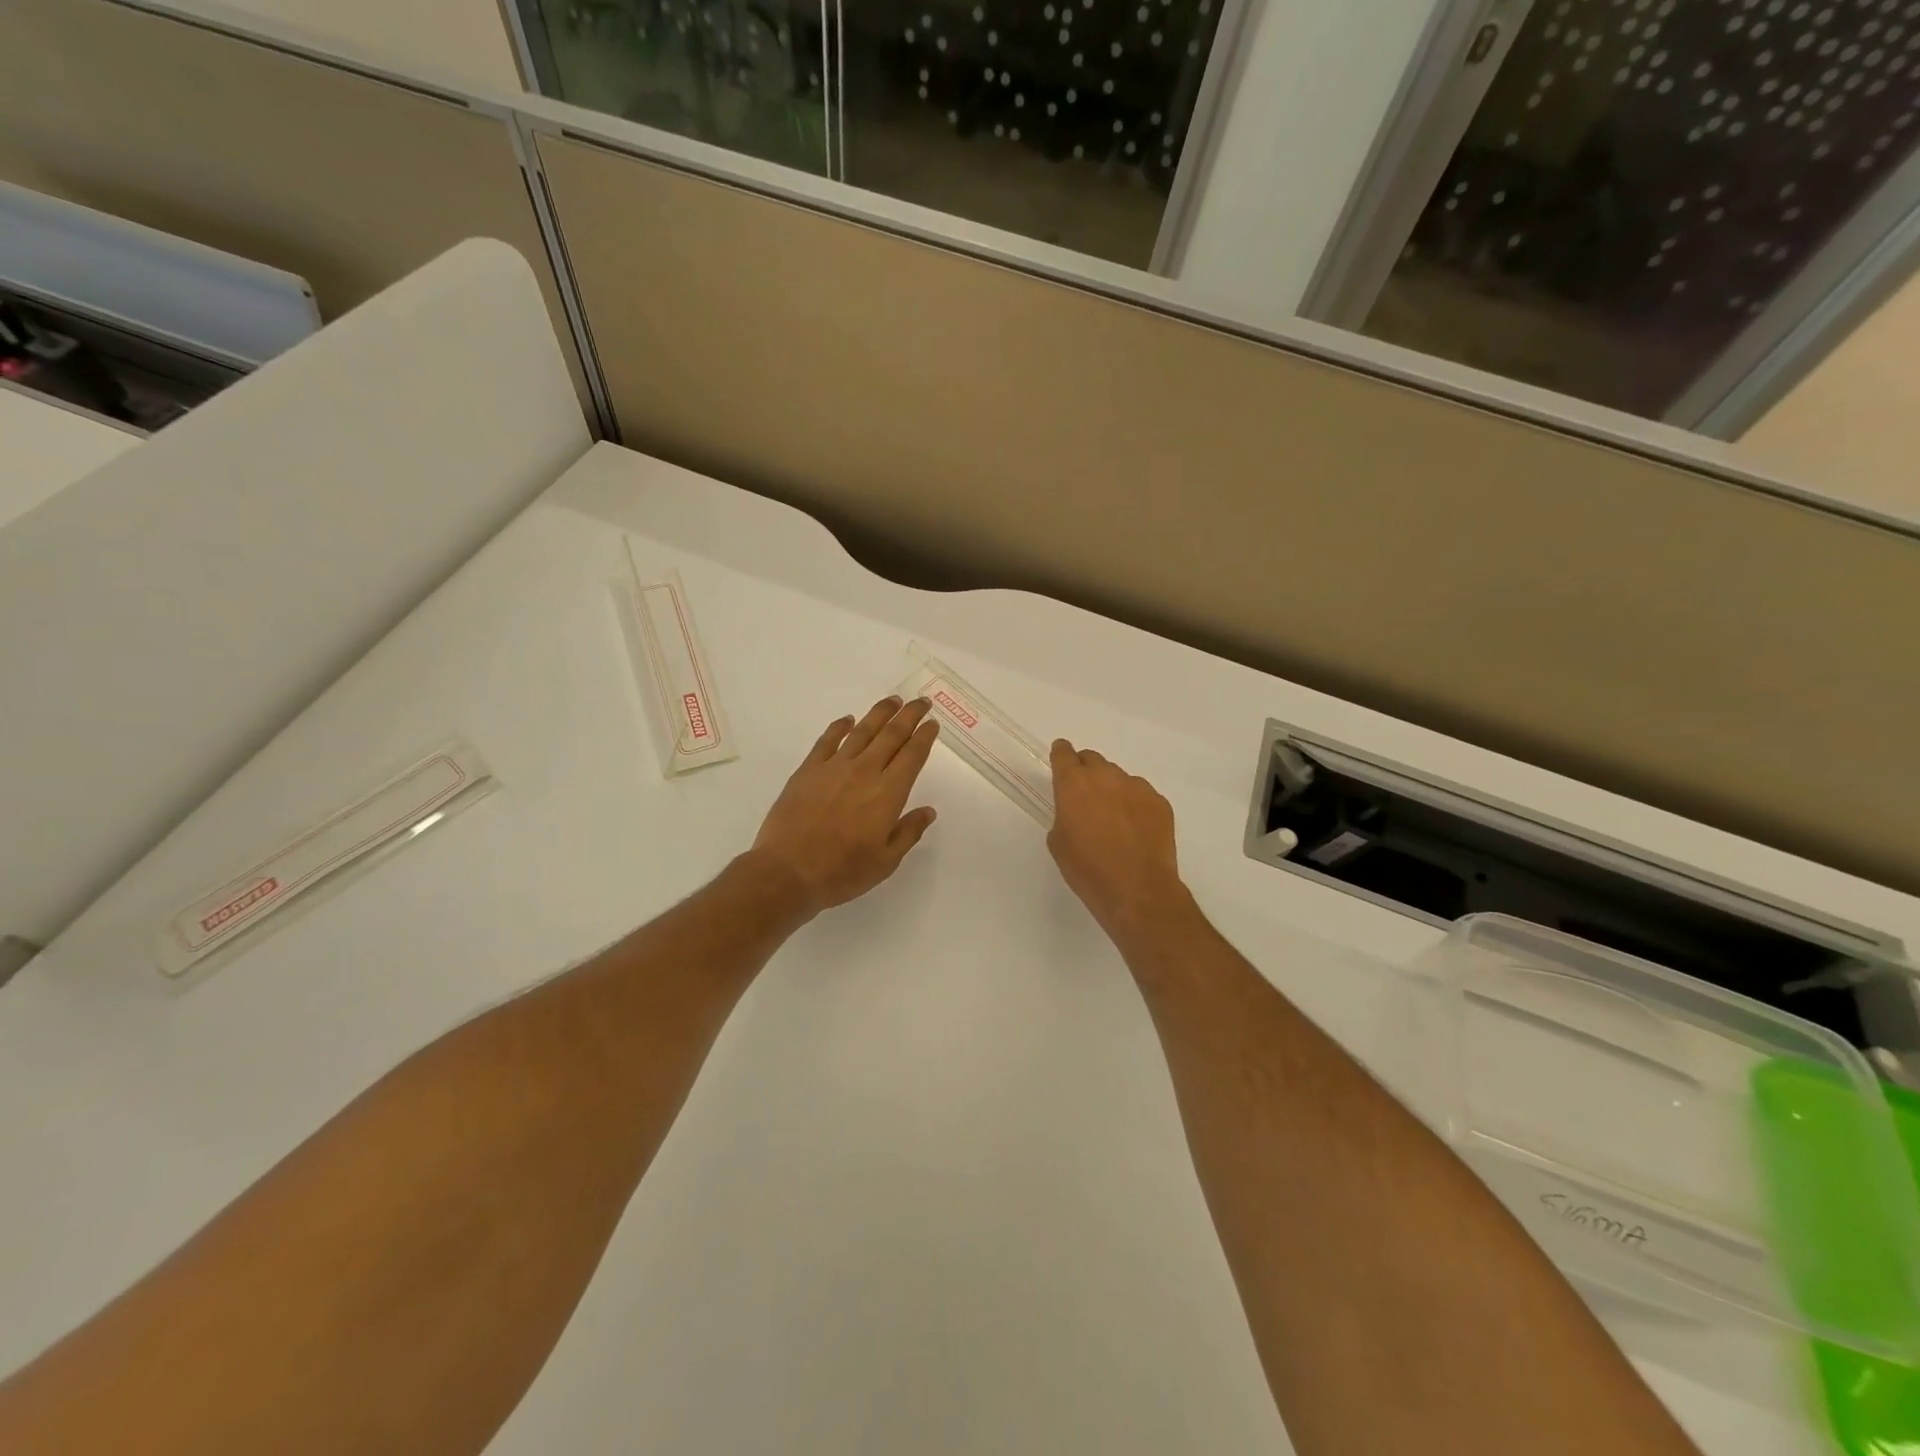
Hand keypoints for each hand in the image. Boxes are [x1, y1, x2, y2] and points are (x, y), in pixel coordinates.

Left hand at [749, 697, 940, 918]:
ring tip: (893, 701)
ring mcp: (834, 768)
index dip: (924, 737)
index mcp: (888, 793)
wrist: (787, 872)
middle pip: (892, 735)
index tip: (932, 724)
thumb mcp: (886, 862)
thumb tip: (928, 811)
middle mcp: (864, 772)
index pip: (912, 756)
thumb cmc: (842, 872)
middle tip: (921, 702)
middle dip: (909, 715)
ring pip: (862, 731)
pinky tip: (847, 720)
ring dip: (880, 713)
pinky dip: (840, 726)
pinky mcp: (808, 770)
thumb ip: (908, 832)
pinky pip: (827, 740)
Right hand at [1047, 740, 1187, 940]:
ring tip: (1114, 820)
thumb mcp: (1059, 842)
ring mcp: (1137, 787)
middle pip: (1093, 760)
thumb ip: (1064, 814)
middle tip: (1085, 796)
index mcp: (1074, 784)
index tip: (1061, 757)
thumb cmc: (1088, 870)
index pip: (1064, 754)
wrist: (1138, 891)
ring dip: (1112, 790)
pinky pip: (1141, 795)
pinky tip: (1135, 831)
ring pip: (1119, 778)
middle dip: (1086, 772)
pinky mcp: (1160, 802)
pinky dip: (1135, 806)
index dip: (1061, 754)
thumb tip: (1076, 811)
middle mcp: (1106, 777)